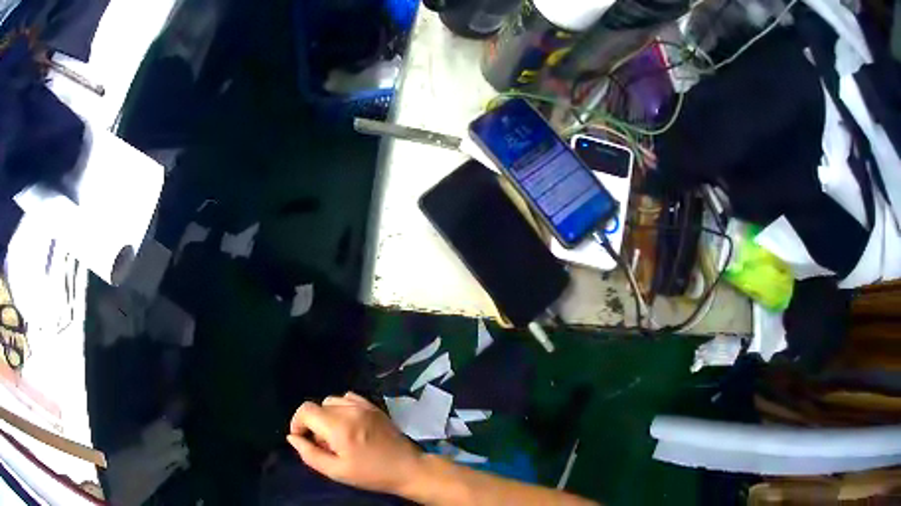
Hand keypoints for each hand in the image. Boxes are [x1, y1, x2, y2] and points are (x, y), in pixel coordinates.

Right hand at [287, 392, 423, 495]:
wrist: (408, 469)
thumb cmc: (371, 474)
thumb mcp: (336, 471)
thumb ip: (309, 454)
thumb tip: (293, 437)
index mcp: (339, 426)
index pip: (305, 410)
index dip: (297, 423)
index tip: (303, 439)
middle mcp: (350, 410)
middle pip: (318, 406)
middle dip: (313, 423)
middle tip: (324, 445)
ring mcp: (364, 405)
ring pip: (332, 401)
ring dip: (327, 415)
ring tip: (337, 436)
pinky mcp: (374, 406)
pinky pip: (349, 398)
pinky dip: (342, 408)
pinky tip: (349, 425)